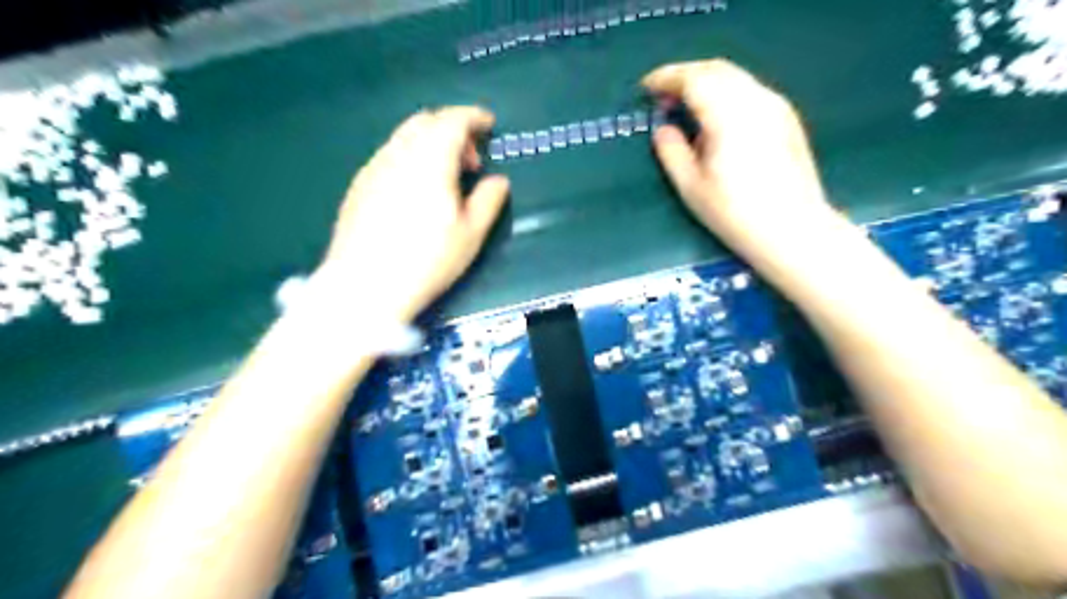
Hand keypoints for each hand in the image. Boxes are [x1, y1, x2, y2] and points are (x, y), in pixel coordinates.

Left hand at [321, 107, 508, 322]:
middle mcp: (397, 154)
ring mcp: (373, 168)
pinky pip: (389, 156)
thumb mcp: (470, 234)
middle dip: (452, 130)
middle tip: (470, 163)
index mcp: (429, 159)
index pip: (452, 120)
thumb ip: (489, 200)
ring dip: (429, 145)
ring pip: (404, 138)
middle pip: (425, 121)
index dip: (474, 117)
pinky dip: (409, 159)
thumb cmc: (427, 260)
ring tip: (444, 181)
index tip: (489, 126)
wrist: (365, 286)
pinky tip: (415, 193)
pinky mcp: (358, 186)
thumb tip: (498, 181)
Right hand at [642, 59, 842, 268]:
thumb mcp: (691, 187)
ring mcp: (775, 106)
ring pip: (735, 77)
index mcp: (727, 114)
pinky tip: (718, 119)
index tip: (646, 89)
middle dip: (685, 76)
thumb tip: (663, 129)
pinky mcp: (787, 118)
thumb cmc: (734, 213)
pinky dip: (726, 93)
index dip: (666, 78)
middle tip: (664, 98)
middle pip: (716, 69)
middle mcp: (754, 99)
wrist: (792, 229)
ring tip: (687, 108)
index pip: (693, 79)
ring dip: (706, 83)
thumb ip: (671, 151)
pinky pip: (749, 91)